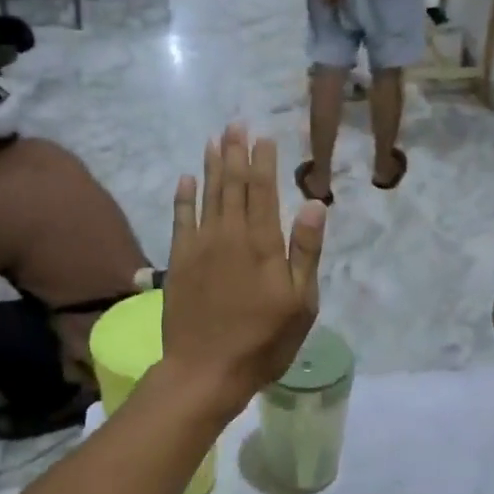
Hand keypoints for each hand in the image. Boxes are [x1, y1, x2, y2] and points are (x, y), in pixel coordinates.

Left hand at [163, 125, 325, 417]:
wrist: (206, 369)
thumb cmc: (264, 340)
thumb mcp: (301, 302)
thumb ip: (305, 251)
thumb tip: (314, 204)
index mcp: (263, 243)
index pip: (263, 190)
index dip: (263, 161)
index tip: (263, 136)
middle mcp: (230, 234)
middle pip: (232, 184)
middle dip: (235, 152)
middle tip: (235, 124)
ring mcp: (200, 246)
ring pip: (207, 195)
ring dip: (211, 165)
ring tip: (214, 139)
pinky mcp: (179, 261)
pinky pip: (180, 218)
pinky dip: (183, 197)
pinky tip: (185, 178)